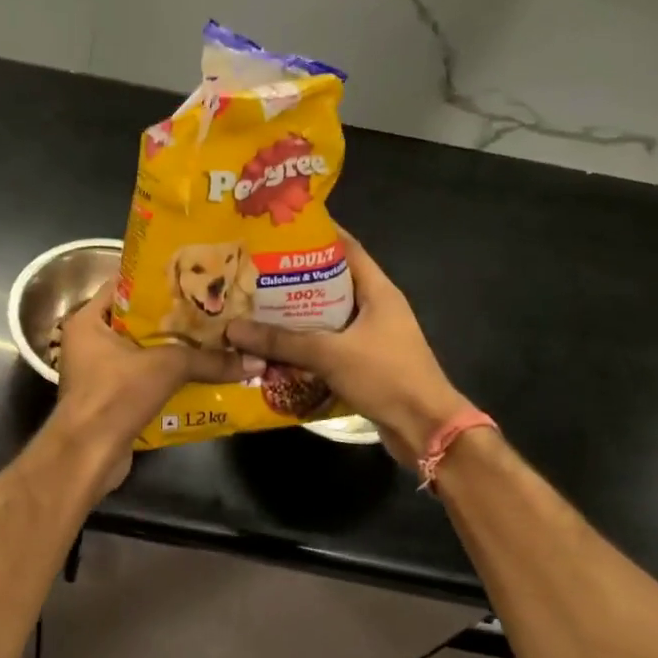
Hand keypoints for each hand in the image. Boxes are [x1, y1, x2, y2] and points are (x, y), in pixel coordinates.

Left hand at [49, 283, 263, 490]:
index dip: (157, 280)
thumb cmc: (115, 395)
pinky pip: (143, 377)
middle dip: (172, 317)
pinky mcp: (110, 398)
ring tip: (213, 337)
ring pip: (142, 351)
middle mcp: (88, 341)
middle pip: (136, 320)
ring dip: (173, 349)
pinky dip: (167, 376)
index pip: (123, 285)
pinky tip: (201, 373)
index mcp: (88, 320)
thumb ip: (209, 360)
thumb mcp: (166, 367)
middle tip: (210, 307)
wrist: (88, 455)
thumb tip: (255, 361)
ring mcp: (97, 372)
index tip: (192, 278)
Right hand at [226, 234, 473, 465]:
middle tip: (255, 270)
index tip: (280, 229)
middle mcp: (376, 308)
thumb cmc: (386, 376)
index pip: (347, 248)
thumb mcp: (330, 353)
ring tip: (256, 305)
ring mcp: (371, 336)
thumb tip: (233, 328)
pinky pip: (329, 344)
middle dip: (295, 277)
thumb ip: (281, 340)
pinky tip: (274, 346)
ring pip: (327, 316)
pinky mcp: (364, 362)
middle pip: (331, 282)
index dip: (317, 235)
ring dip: (296, 314)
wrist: (425, 428)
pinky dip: (304, 343)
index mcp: (378, 291)